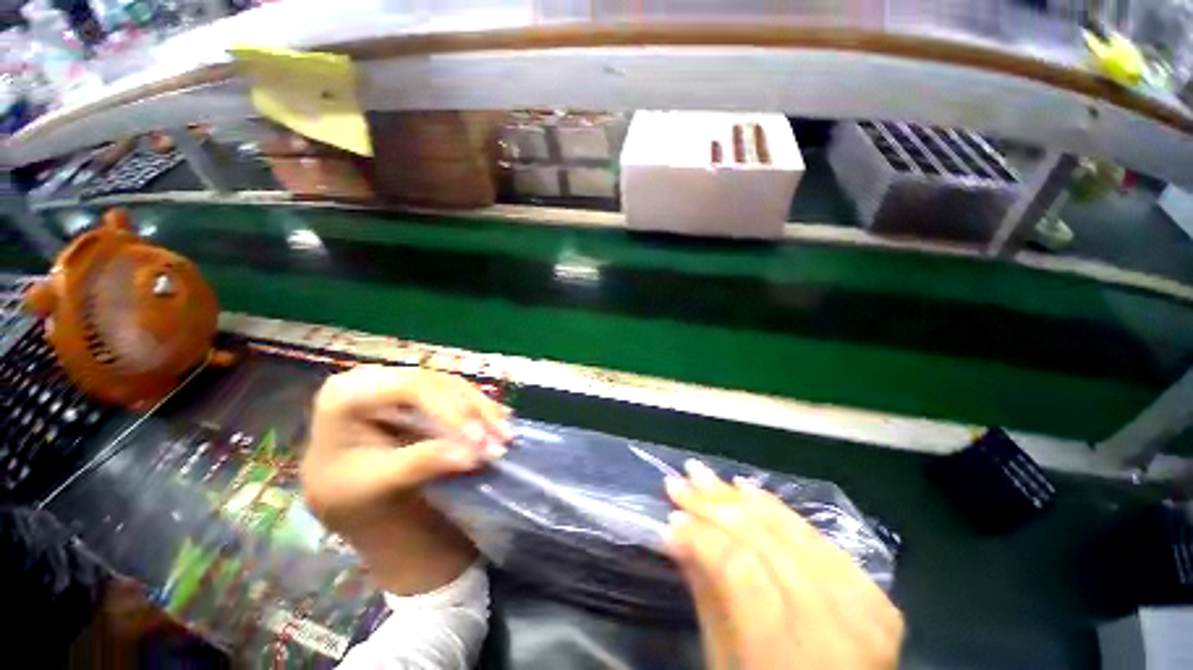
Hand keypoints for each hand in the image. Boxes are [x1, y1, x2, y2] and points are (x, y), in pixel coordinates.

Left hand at [301, 365, 511, 594]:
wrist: (340, 488)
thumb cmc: (346, 488)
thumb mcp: (376, 482)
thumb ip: (421, 463)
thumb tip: (473, 455)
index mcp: (348, 393)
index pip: (409, 389)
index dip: (448, 410)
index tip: (478, 439)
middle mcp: (377, 376)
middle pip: (437, 384)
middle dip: (473, 411)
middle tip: (502, 437)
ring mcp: (400, 379)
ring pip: (452, 385)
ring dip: (482, 409)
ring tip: (506, 432)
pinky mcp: (418, 388)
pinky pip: (455, 392)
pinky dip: (478, 408)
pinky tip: (499, 419)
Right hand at [665, 461, 902, 669]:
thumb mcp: (724, 661)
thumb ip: (705, 590)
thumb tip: (676, 530)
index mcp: (792, 658)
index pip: (740, 570)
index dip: (702, 537)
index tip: (670, 517)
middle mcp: (839, 628)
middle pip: (768, 543)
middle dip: (716, 505)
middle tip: (681, 481)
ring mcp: (865, 608)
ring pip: (793, 532)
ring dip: (741, 498)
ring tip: (705, 475)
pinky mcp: (876, 595)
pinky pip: (819, 539)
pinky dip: (779, 510)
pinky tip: (748, 489)